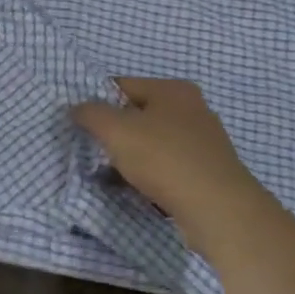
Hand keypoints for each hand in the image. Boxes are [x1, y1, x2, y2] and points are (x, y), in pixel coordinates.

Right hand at [71, 78, 268, 242]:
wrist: (217, 209)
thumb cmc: (164, 159)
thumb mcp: (116, 131)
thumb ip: (91, 114)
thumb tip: (77, 109)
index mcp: (173, 90)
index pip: (123, 85)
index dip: (97, 102)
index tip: (81, 124)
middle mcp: (193, 109)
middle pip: (138, 114)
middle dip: (115, 132)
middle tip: (94, 150)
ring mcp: (204, 141)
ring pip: (153, 142)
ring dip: (130, 156)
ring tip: (111, 174)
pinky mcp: (207, 171)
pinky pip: (168, 165)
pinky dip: (150, 174)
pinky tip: (137, 189)